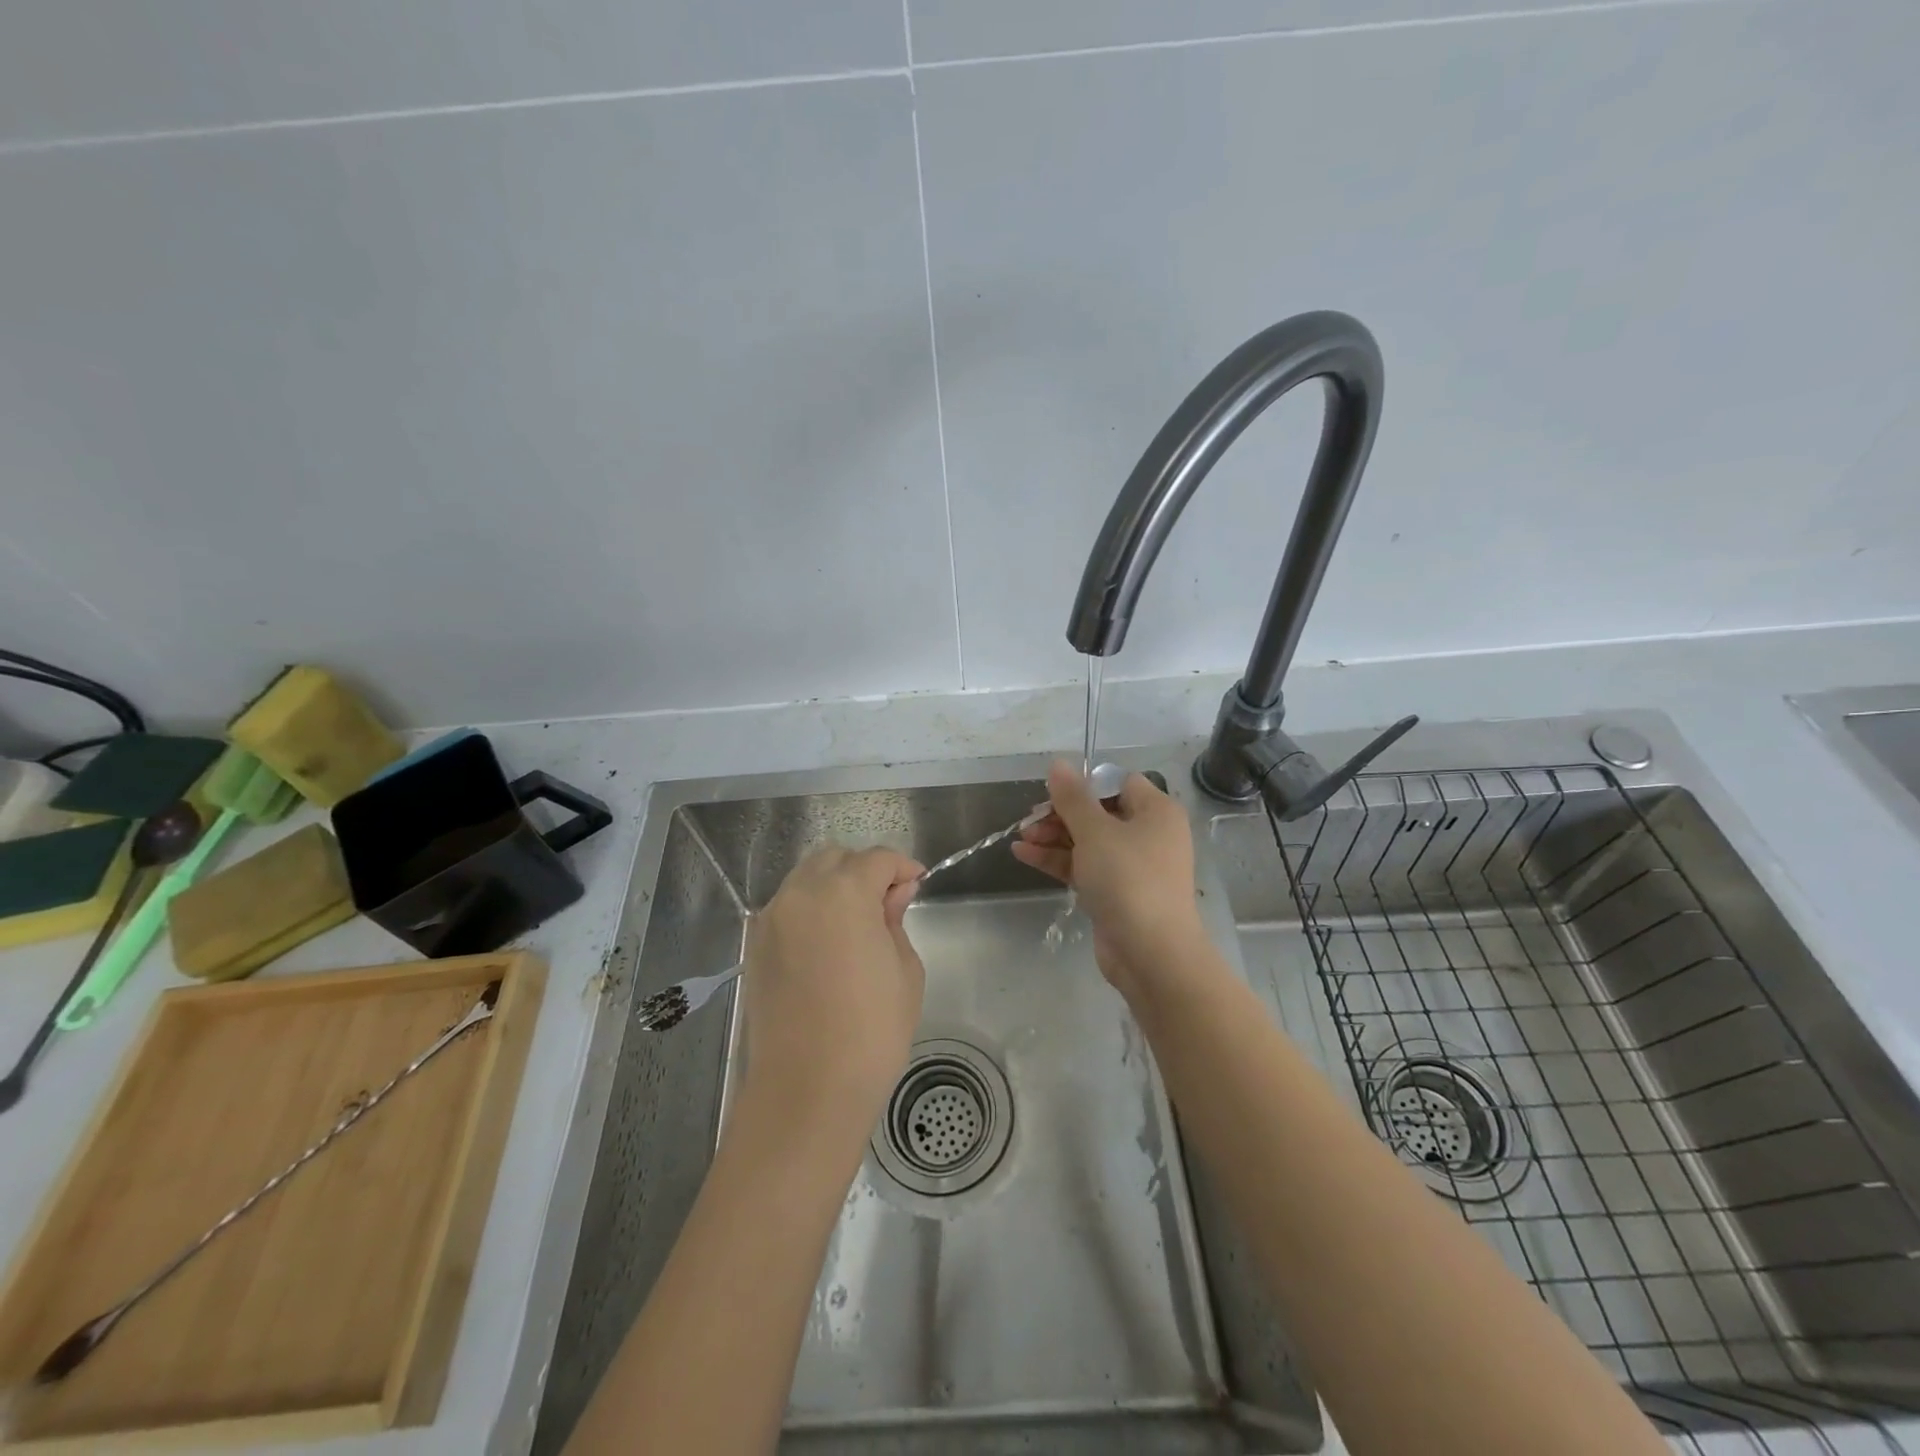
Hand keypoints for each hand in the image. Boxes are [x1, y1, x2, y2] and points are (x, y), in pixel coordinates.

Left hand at [738, 846, 925, 1140]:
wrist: (806, 1091)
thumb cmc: (871, 1031)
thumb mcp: (904, 971)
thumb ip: (895, 920)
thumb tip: (894, 894)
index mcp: (843, 892)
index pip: (876, 859)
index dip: (902, 867)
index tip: (917, 884)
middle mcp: (800, 894)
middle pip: (835, 859)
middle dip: (864, 870)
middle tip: (888, 902)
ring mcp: (771, 920)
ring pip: (806, 880)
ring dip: (834, 887)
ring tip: (857, 923)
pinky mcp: (755, 947)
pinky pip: (787, 909)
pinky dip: (810, 910)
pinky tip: (828, 944)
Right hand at [1012, 761, 1207, 998]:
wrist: (1151, 954)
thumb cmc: (1128, 880)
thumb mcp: (1095, 832)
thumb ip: (1073, 798)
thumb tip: (1058, 764)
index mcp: (1155, 811)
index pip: (1117, 782)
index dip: (1084, 784)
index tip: (1053, 793)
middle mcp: (1148, 834)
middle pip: (1098, 812)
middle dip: (1061, 814)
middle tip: (1030, 820)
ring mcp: (1132, 866)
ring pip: (1088, 841)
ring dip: (1054, 836)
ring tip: (1021, 837)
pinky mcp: (1116, 892)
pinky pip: (1084, 866)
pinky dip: (1057, 860)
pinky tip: (1023, 854)